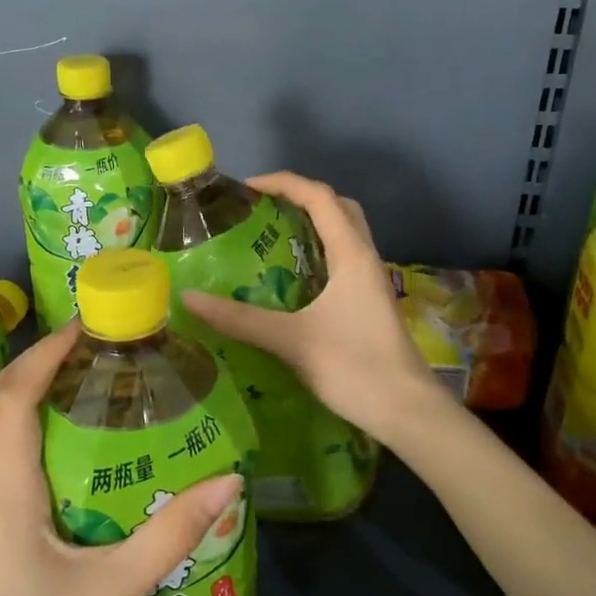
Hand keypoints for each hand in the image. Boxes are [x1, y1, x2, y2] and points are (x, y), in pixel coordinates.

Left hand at [0, 320, 242, 595]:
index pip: (10, 401)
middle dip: (31, 366)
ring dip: (21, 400)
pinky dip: (16, 439)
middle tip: (85, 348)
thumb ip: (174, 530)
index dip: (42, 354)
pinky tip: (57, 459)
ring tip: (76, 389)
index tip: (84, 327)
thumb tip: (230, 479)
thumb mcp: (118, 592)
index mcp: (5, 501)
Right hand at [182, 171, 453, 446]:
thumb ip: (240, 319)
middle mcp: (365, 259)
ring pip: (345, 234)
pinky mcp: (370, 304)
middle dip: (301, 197)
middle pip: (338, 207)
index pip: (319, 197)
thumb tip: (188, 298)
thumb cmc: (354, 368)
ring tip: (272, 236)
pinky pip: (344, 260)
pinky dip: (318, 253)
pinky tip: (293, 279)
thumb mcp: (291, 340)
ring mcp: (371, 282)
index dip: (283, 183)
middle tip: (263, 209)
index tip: (246, 189)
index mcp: (351, 254)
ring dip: (313, 224)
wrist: (407, 412)